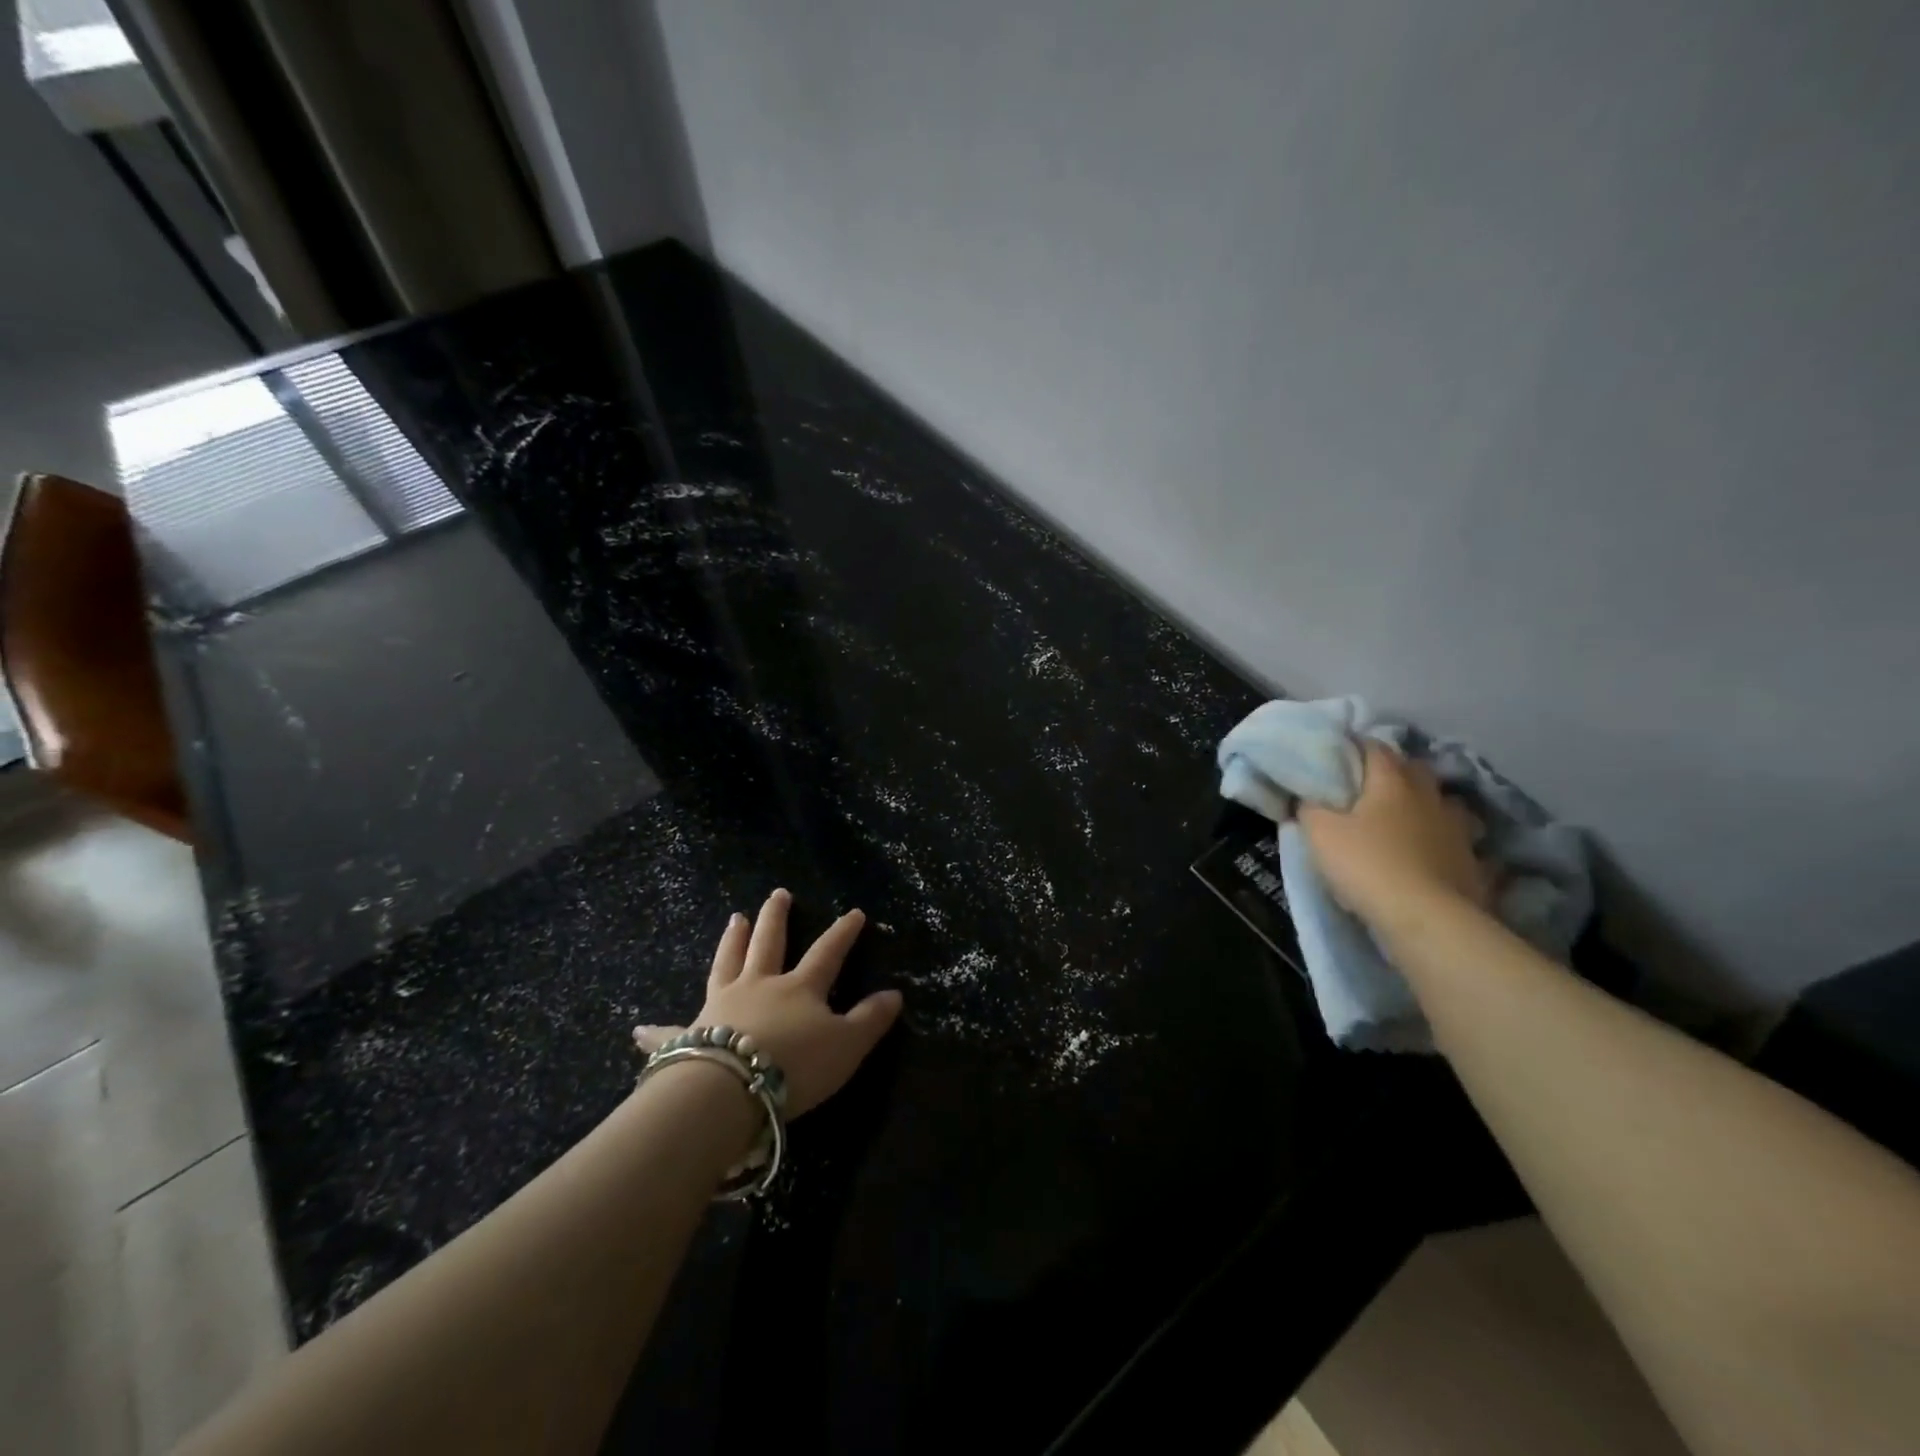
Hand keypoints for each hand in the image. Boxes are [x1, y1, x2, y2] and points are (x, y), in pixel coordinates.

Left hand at [633, 889, 902, 1117]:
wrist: (729, 1090)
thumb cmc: (795, 1066)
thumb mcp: (846, 1046)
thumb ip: (870, 1020)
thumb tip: (894, 994)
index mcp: (799, 988)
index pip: (827, 952)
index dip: (843, 933)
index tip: (854, 912)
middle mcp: (759, 986)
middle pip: (769, 944)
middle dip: (776, 918)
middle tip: (777, 894)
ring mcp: (720, 1006)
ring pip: (726, 964)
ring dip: (730, 941)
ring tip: (733, 919)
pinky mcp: (688, 1035)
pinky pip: (671, 1031)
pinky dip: (656, 1031)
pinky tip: (638, 1029)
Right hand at [1297, 743, 1494, 934]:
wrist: (1426, 919)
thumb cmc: (1366, 864)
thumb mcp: (1319, 833)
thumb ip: (1310, 808)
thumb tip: (1307, 796)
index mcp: (1391, 782)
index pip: (1375, 747)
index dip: (1356, 747)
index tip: (1340, 753)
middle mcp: (1430, 796)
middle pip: (1415, 770)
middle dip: (1396, 772)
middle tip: (1372, 785)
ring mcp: (1459, 829)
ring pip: (1446, 804)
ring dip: (1429, 806)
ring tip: (1411, 819)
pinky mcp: (1475, 862)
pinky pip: (1463, 843)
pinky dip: (1450, 844)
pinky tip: (1439, 854)